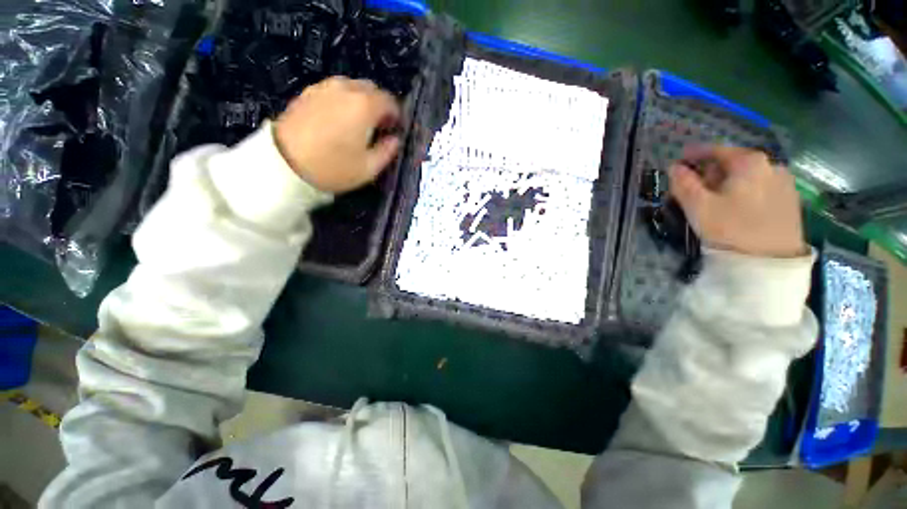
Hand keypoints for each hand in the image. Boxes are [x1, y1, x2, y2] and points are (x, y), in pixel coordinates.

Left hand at [274, 77, 401, 192]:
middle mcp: (345, 89)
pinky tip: (339, 120)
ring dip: (361, 101)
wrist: (283, 164)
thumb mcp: (369, 168)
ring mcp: (323, 88)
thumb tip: (394, 140)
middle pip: (371, 89)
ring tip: (358, 123)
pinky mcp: (307, 93)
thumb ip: (387, 151)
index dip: (396, 116)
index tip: (395, 130)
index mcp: (364, 105)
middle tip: (379, 126)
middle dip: (379, 105)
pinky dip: (342, 101)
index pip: (389, 101)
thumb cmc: (334, 168)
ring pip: (351, 87)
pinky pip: (333, 91)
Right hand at [668, 145, 806, 258]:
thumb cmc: (731, 229)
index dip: (694, 154)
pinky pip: (762, 187)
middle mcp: (771, 165)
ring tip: (715, 199)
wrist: (771, 262)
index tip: (680, 160)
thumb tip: (675, 167)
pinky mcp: (791, 201)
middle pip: (734, 162)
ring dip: (729, 182)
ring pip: (749, 176)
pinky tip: (737, 207)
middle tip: (695, 186)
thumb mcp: (698, 206)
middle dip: (712, 171)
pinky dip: (745, 191)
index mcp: (748, 162)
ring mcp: (785, 182)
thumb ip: (683, 183)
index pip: (716, 150)